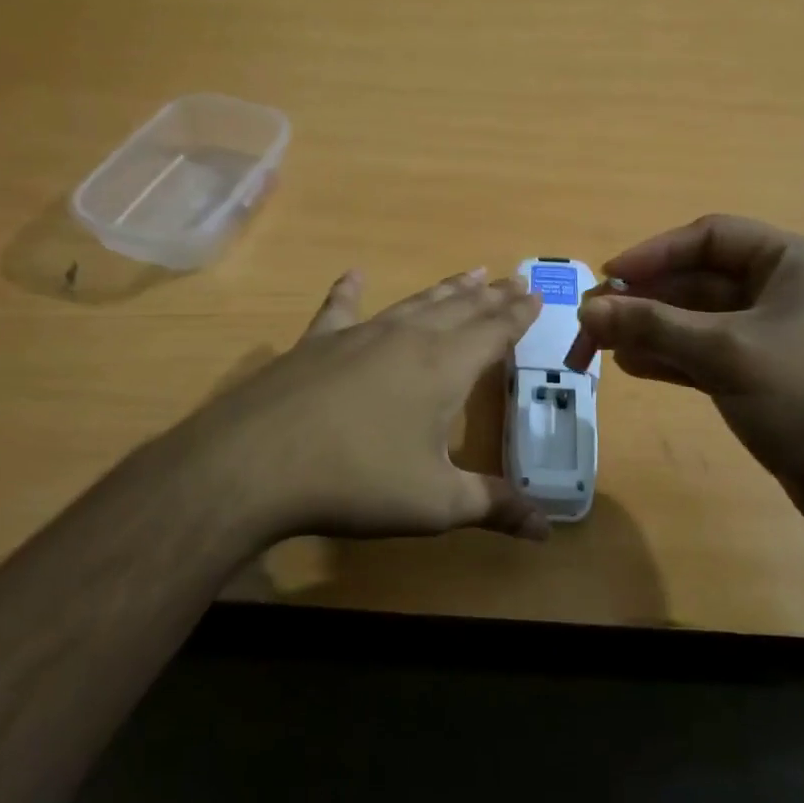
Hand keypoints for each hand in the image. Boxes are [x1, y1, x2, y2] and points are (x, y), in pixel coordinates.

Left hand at [165, 267, 548, 546]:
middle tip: (513, 278)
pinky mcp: (315, 344)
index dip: (519, 314)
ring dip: (445, 289)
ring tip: (469, 273)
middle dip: (491, 295)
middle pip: (460, 309)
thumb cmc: (358, 481)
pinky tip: (353, 275)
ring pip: (414, 303)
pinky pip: (339, 309)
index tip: (537, 293)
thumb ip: (493, 506)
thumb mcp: (435, 502)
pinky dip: (348, 291)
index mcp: (444, 368)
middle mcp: (407, 339)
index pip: (494, 331)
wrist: (256, 464)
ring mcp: (358, 335)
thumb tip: (546, 530)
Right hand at [570, 215, 803, 533]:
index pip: (710, 237)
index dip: (654, 253)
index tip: (608, 279)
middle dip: (643, 300)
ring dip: (649, 330)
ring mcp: (771, 336)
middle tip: (591, 323)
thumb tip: (585, 310)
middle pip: (697, 281)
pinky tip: (631, 367)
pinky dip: (669, 357)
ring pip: (696, 320)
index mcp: (790, 263)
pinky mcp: (762, 376)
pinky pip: (705, 354)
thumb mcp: (724, 353)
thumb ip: (652, 326)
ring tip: (600, 348)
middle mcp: (782, 290)